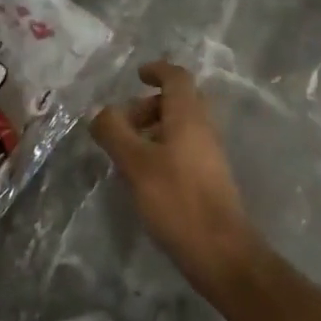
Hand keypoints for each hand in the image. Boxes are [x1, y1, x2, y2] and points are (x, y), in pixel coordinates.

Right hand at [92, 61, 260, 288]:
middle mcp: (203, 127)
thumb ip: (115, 132)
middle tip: (124, 123)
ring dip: (154, 129)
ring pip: (181, 126)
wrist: (220, 251)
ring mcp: (209, 153)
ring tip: (127, 152)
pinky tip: (144, 176)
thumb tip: (100, 112)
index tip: (137, 75)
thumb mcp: (135, 164)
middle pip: (179, 100)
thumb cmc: (176, 199)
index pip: (177, 77)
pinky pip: (184, 147)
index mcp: (189, 115)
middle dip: (149, 104)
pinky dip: (163, 148)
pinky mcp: (209, 177)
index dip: (157, 70)